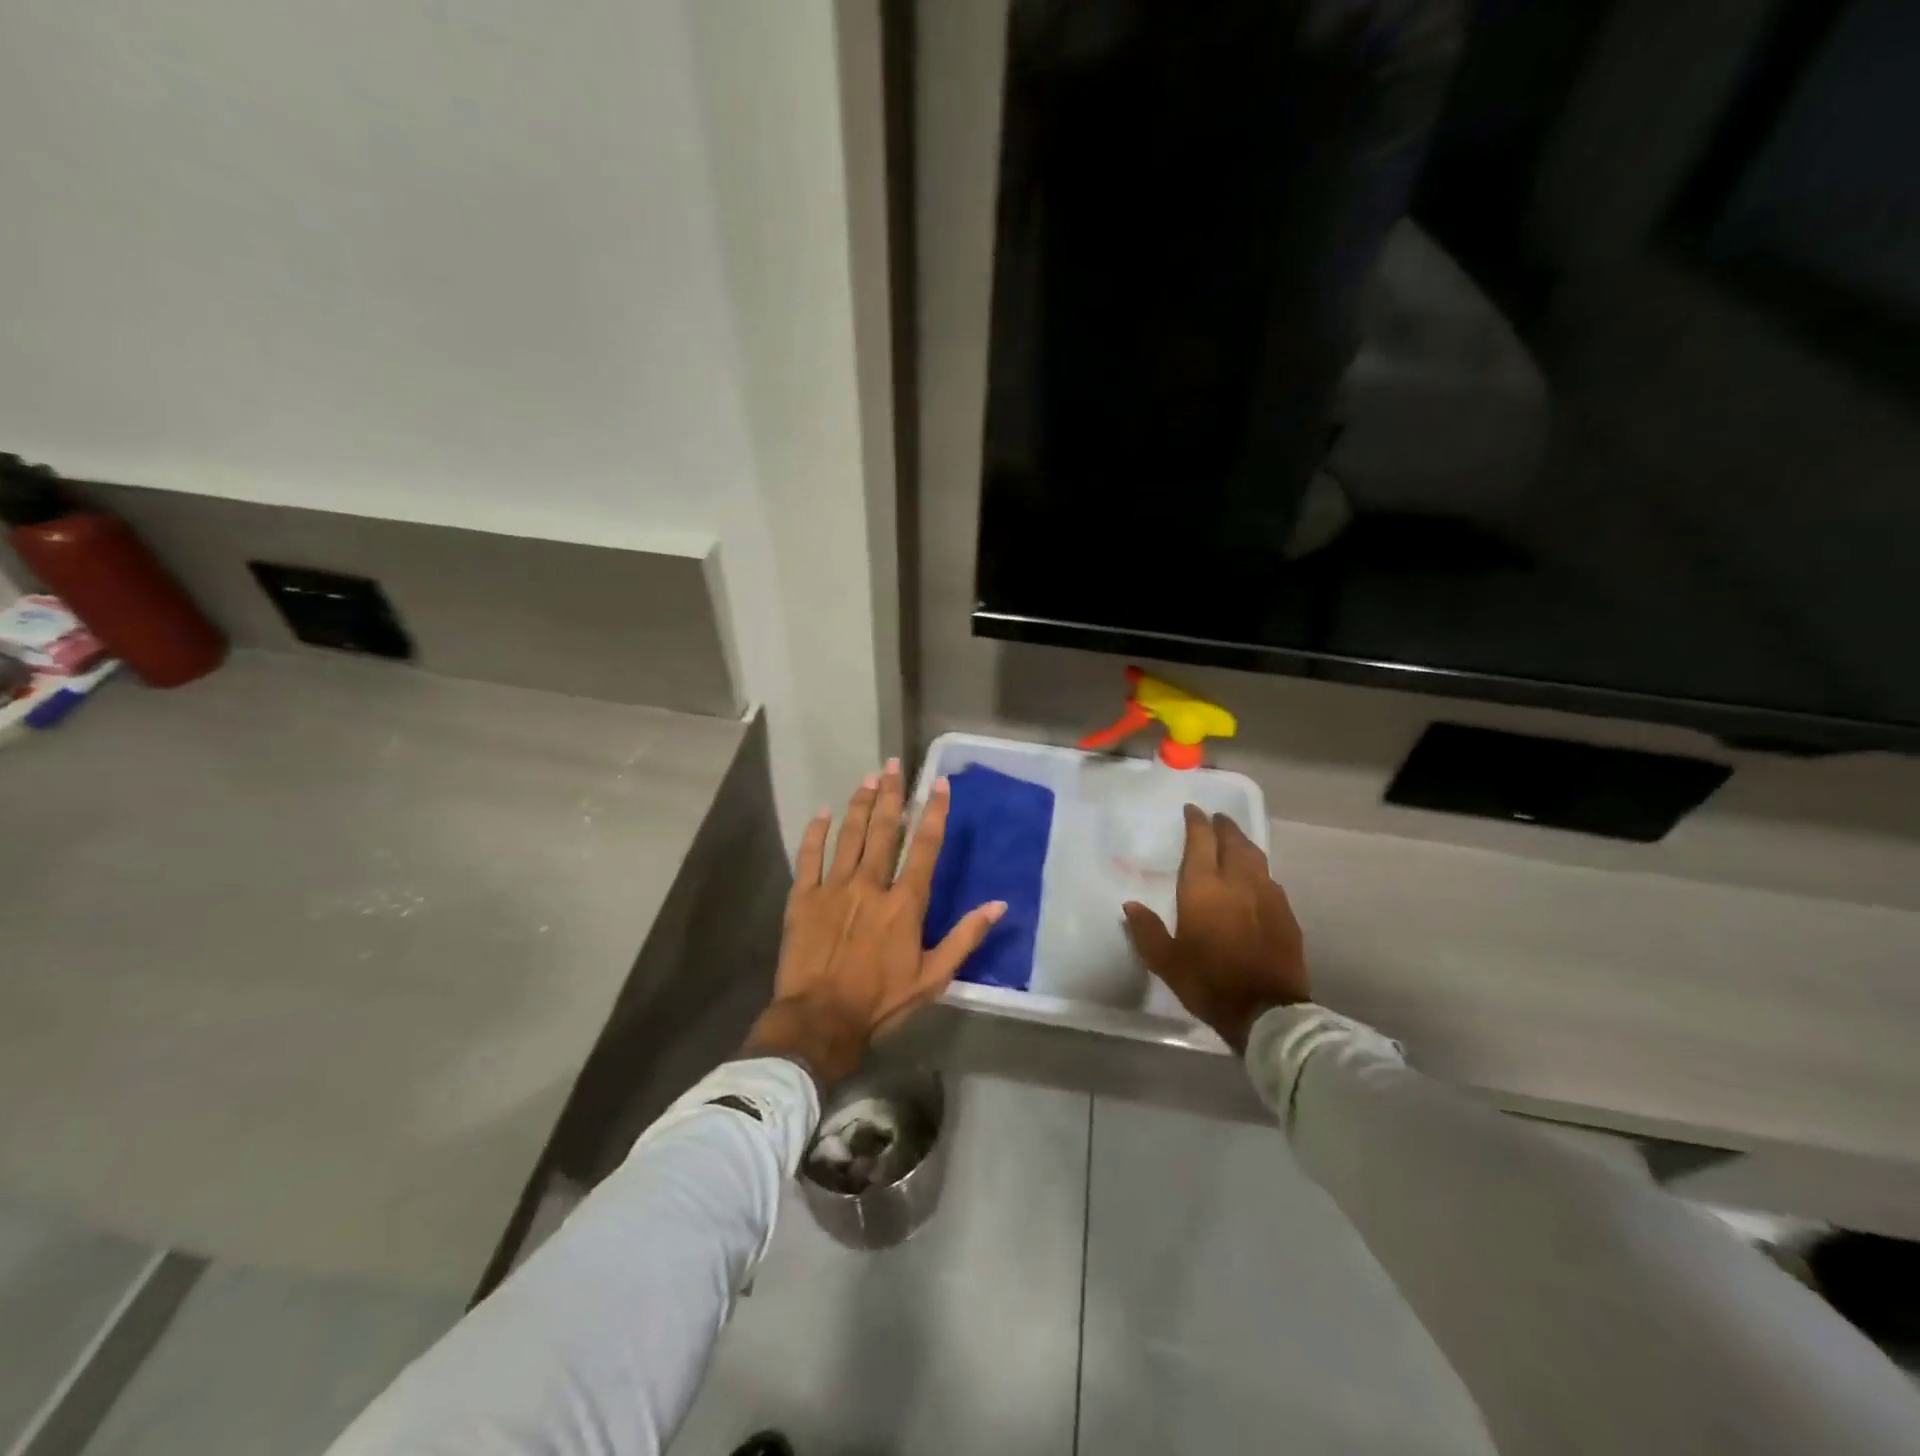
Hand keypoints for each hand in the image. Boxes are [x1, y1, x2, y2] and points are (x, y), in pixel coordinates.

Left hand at [742, 760, 1006, 1085]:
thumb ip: (965, 938)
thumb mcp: (933, 977)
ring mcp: (834, 888)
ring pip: (850, 836)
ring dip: (861, 804)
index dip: (934, 813)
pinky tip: (822, 812)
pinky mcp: (804, 898)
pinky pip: (809, 856)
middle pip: (885, 831)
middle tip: (894, 764)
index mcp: (904, 903)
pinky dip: (815, 832)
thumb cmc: (880, 1002)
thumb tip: (999, 905)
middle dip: (892, 795)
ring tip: (869, 778)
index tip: (938, 785)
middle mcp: (871, 885)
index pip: (925, 848)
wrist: (820, 1021)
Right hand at [1121, 805, 1308, 1052]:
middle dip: (1223, 826)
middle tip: (1216, 818)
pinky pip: (1270, 879)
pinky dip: (1259, 870)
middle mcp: (1238, 881)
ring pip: (1256, 856)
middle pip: (1233, 841)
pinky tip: (1256, 879)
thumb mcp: (1166, 961)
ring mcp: (1267, 895)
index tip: (1192, 810)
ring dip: (1243, 843)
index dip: (1196, 822)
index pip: (1201, 841)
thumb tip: (1130, 906)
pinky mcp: (1286, 913)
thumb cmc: (1209, 982)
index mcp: (1204, 888)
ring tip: (1235, 840)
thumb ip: (1147, 930)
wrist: (1267, 1012)